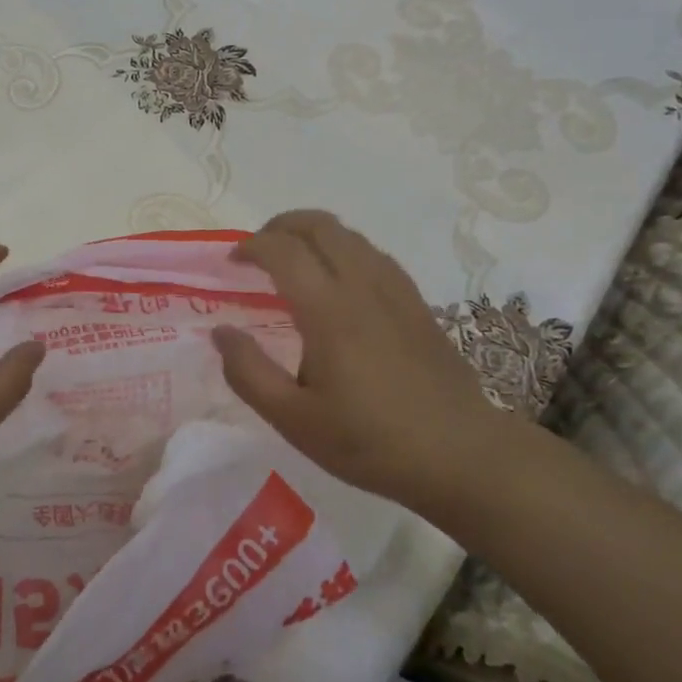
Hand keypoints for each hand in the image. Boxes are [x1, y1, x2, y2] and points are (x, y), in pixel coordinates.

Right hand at [210, 210, 511, 507]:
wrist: (461, 455)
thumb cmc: (370, 441)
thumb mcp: (294, 420)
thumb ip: (249, 373)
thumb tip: (221, 332)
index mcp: (328, 310)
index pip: (283, 250)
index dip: (251, 246)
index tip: (232, 263)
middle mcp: (362, 286)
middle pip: (320, 225)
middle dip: (281, 225)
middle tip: (257, 250)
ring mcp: (396, 290)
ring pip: (350, 235)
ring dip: (313, 234)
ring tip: (292, 261)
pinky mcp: (416, 303)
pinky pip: (373, 254)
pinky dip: (344, 249)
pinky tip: (338, 281)